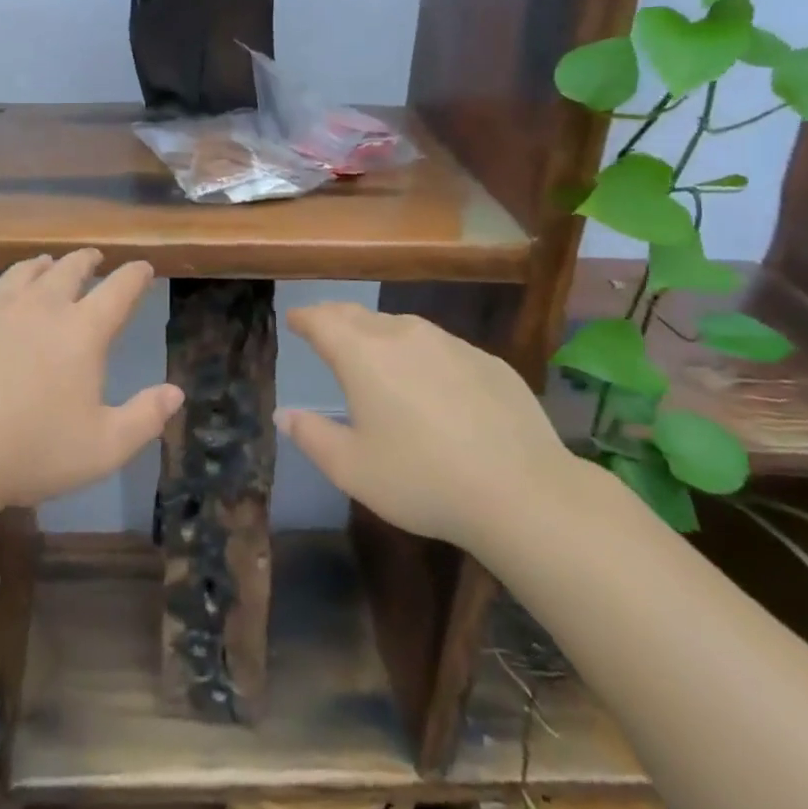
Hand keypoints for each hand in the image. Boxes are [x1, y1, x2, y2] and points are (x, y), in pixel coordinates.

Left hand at [0, 250, 183, 510]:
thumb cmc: (32, 451)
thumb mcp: (104, 448)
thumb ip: (145, 418)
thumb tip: (177, 392)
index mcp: (82, 331)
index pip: (119, 290)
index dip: (135, 275)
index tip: (144, 268)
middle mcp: (40, 306)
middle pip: (69, 269)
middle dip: (86, 261)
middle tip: (93, 258)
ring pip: (21, 273)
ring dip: (38, 265)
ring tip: (45, 263)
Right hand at [276, 302, 575, 551]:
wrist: (523, 492)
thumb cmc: (422, 480)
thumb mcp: (352, 469)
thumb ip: (312, 436)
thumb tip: (284, 414)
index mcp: (363, 354)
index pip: (322, 320)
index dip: (304, 318)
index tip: (294, 320)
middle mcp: (403, 335)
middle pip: (359, 316)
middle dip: (336, 319)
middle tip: (325, 329)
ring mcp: (450, 344)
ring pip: (402, 328)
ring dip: (380, 335)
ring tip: (375, 354)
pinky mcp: (487, 361)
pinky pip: (441, 348)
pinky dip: (423, 356)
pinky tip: (432, 385)